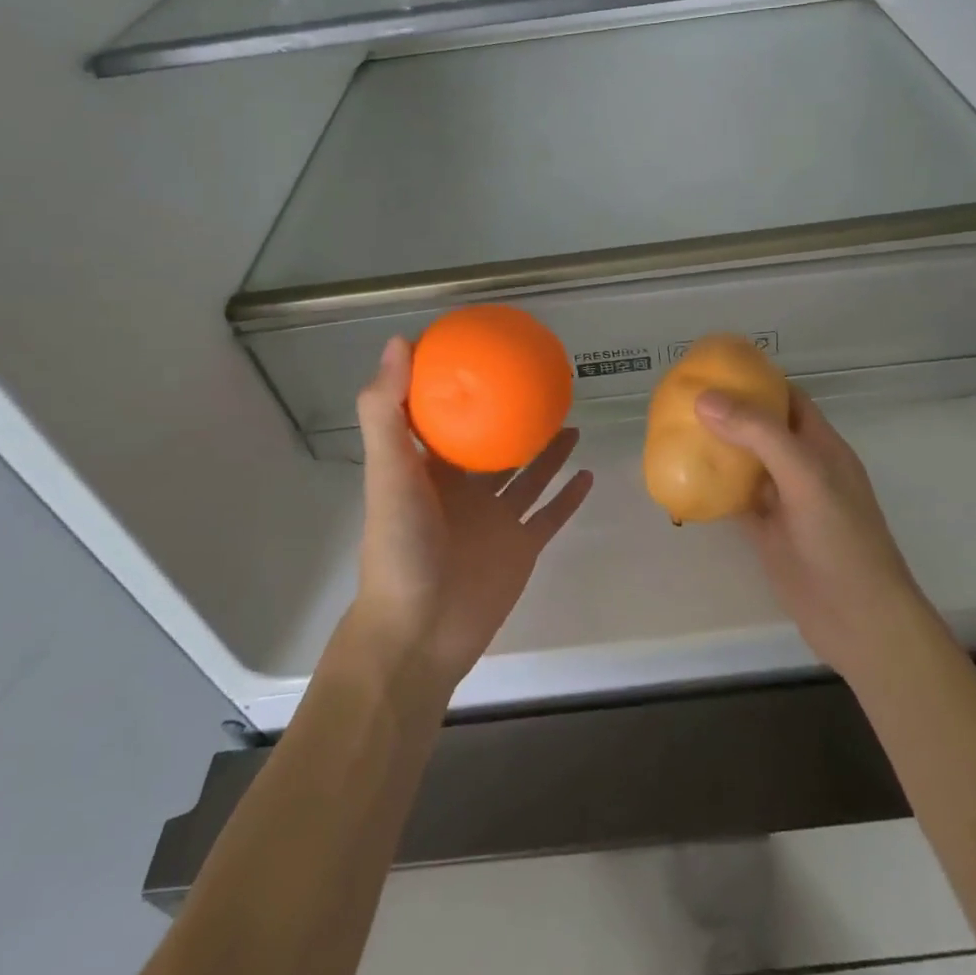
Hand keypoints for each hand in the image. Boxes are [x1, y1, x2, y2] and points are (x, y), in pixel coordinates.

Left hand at [351, 336, 593, 692]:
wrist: (420, 633)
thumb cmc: (400, 547)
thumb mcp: (388, 473)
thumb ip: (387, 412)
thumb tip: (399, 341)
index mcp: (431, 471)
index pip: (444, 420)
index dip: (458, 389)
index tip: (481, 355)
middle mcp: (464, 491)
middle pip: (494, 445)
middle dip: (512, 417)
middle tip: (541, 384)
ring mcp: (495, 521)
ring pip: (527, 476)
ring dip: (547, 451)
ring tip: (569, 420)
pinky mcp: (521, 548)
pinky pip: (551, 515)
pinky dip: (568, 496)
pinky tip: (588, 472)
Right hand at [696, 387, 929, 684]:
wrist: (858, 620)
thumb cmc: (841, 539)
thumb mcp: (805, 477)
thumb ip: (759, 434)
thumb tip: (705, 398)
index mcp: (821, 445)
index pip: (788, 398)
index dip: (756, 380)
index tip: (715, 369)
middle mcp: (802, 467)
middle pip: (762, 428)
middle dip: (728, 412)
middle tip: (684, 399)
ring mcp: (784, 502)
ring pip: (746, 464)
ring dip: (716, 449)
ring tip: (675, 432)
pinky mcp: (768, 532)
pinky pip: (735, 501)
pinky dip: (712, 489)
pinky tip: (682, 481)